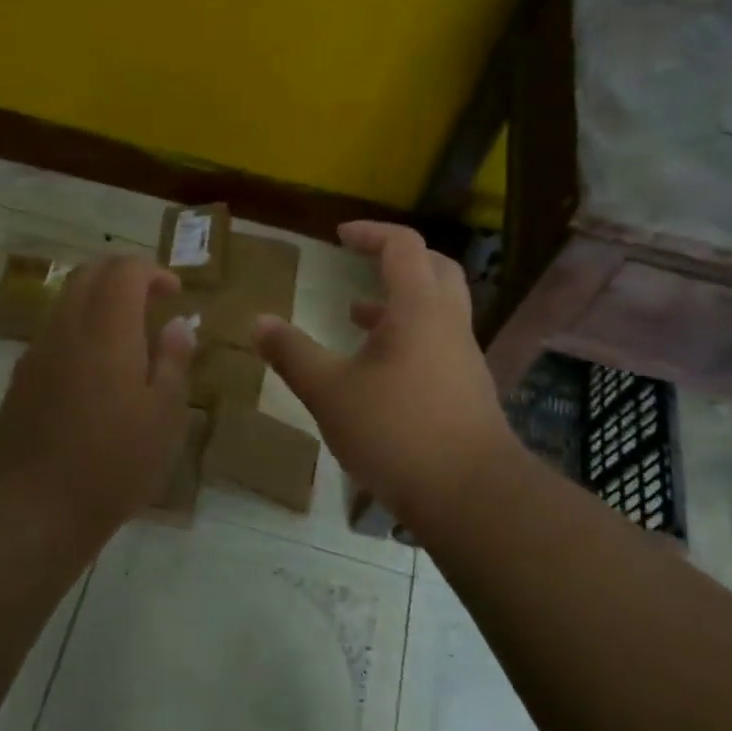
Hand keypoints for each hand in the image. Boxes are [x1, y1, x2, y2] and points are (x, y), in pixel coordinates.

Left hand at [0, 254, 195, 528]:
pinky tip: (97, 367)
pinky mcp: (22, 375)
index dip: (152, 271)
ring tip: (128, 334)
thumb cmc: (114, 461)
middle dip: (123, 276)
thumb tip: (178, 324)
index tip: (174, 293)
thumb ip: (173, 360)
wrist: (35, 505)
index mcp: (107, 329)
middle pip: (90, 273)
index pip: (124, 270)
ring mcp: (38, 350)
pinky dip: (80, 326)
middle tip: (152, 301)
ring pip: (68, 300)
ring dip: (99, 300)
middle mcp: (68, 327)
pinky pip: (54, 330)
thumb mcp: (164, 415)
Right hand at [254, 222, 517, 529]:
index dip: (371, 233)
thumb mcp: (330, 392)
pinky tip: (378, 371)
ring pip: (437, 309)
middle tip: (362, 263)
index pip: (403, 245)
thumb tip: (258, 321)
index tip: (340, 236)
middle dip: (396, 259)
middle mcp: (448, 323)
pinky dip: (407, 338)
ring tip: (355, 316)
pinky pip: (438, 343)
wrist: (472, 497)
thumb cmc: (397, 432)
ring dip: (399, 302)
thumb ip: (293, 354)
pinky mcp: (467, 390)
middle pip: (433, 268)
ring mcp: (463, 358)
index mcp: (419, 308)